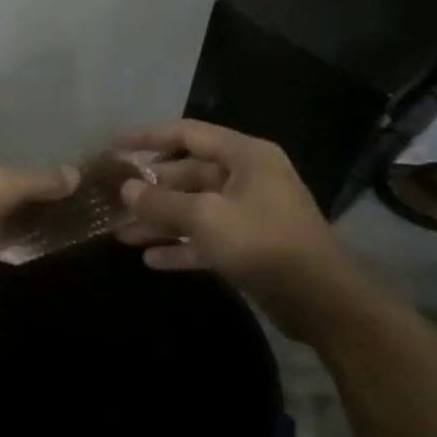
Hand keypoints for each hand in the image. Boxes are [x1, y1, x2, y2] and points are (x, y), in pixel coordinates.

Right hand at [111, 120, 364, 343]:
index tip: (114, 143)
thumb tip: (126, 188)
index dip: (148, 136)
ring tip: (121, 234)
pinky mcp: (249, 247)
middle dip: (150, 189)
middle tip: (112, 198)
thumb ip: (162, 201)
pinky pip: (206, 239)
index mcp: (245, 156)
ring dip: (159, 221)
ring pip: (194, 210)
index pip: (187, 134)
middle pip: (188, 174)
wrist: (323, 302)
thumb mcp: (206, 217)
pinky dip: (181, 246)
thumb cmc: (263, 243)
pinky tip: (150, 259)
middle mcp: (247, 178)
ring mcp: (249, 213)